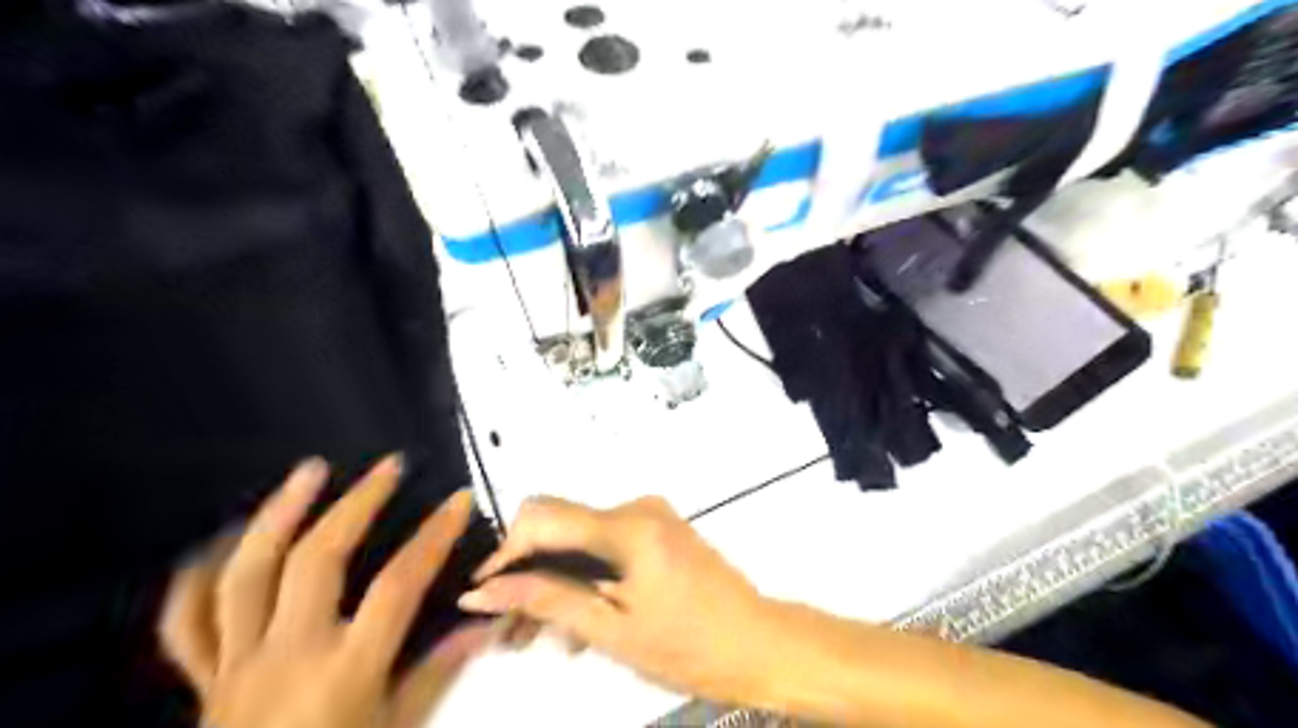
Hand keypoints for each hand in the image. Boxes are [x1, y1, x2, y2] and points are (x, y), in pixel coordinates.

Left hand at [158, 455, 492, 726]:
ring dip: (279, 513)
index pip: (397, 586)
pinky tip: (227, 538)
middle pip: (318, 560)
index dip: (433, 537)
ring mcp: (237, 662)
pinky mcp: (204, 676)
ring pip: (246, 574)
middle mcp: (288, 654)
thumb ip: (439, 672)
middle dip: (358, 504)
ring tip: (310, 471)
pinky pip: (187, 621)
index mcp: (344, 671)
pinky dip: (200, 574)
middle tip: (388, 466)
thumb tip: (486, 623)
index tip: (458, 500)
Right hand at [462, 493, 774, 701]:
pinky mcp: (659, 529)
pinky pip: (605, 543)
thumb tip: (483, 591)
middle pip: (560, 524)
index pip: (542, 516)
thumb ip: (547, 599)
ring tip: (537, 634)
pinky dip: (584, 574)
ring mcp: (650, 515)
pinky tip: (576, 619)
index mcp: (626, 526)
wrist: (757, 643)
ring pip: (580, 537)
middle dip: (527, 570)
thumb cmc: (687, 644)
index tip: (483, 594)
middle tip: (508, 626)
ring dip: (555, 577)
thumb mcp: (611, 629)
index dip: (505, 552)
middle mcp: (635, 507)